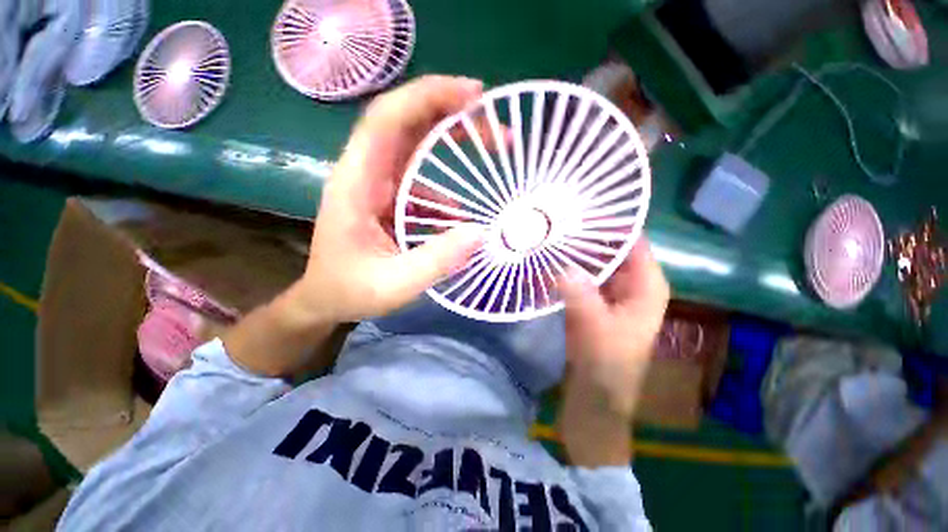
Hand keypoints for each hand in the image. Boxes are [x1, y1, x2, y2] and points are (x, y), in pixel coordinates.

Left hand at [294, 75, 486, 324]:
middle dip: (447, 110)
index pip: (386, 120)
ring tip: (491, 150)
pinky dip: (445, 184)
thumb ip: (435, 261)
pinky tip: (462, 210)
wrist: (325, 299)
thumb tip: (480, 233)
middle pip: (404, 123)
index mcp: (357, 183)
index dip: (427, 97)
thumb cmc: (350, 291)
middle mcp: (365, 173)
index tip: (472, 94)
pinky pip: (419, 178)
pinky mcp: (388, 198)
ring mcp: (377, 184)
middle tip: (490, 115)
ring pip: (414, 146)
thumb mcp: (394, 284)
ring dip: (451, 142)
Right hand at [557, 240, 669, 465]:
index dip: (608, 224)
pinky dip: (565, 269)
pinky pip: (581, 276)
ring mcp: (610, 292)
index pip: (631, 240)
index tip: (576, 212)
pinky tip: (545, 262)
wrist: (596, 397)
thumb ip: (581, 295)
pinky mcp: (593, 301)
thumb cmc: (607, 366)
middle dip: (583, 237)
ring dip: (572, 252)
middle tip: (552, 224)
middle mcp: (632, 283)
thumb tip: (563, 265)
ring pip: (593, 262)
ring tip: (545, 238)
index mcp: (646, 285)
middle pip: (610, 249)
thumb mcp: (595, 329)